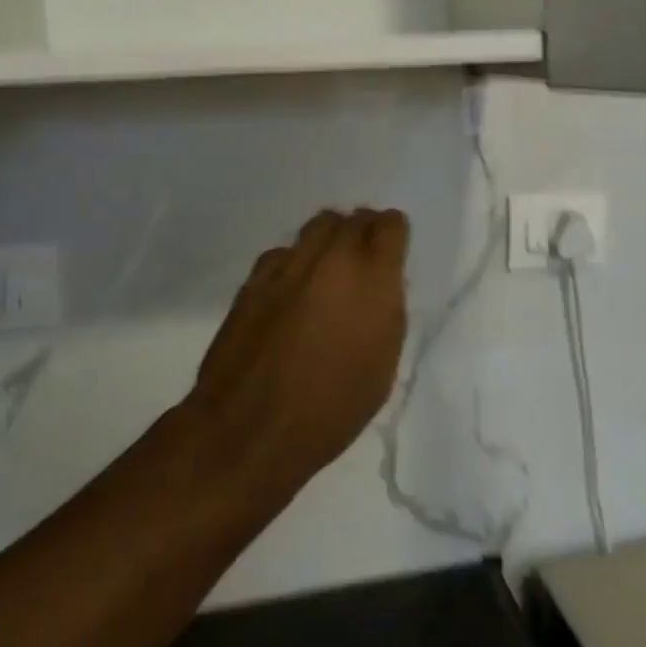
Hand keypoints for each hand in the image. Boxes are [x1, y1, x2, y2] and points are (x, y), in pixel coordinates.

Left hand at [186, 208, 409, 505]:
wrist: (252, 427)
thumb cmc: (332, 408)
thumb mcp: (382, 363)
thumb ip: (385, 311)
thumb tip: (378, 287)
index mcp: (373, 278)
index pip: (390, 225)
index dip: (393, 233)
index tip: (392, 249)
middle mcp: (333, 258)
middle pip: (352, 218)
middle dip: (362, 231)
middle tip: (363, 256)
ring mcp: (289, 264)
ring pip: (317, 226)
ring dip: (329, 239)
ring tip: (329, 266)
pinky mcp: (255, 279)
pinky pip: (283, 252)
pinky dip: (294, 261)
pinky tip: (292, 287)